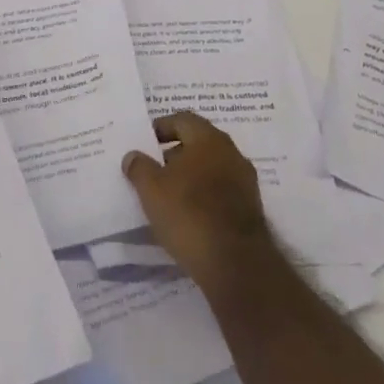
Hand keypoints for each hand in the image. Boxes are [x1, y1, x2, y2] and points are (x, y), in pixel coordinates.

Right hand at [122, 113, 278, 292]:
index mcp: (209, 139)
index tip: (145, 143)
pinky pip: (220, 192)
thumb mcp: (152, 189)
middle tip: (152, 170)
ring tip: (166, 196)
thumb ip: (139, 167)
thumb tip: (133, 155)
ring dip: (189, 177)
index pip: (182, 120)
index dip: (161, 128)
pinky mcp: (250, 209)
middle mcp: (232, 153)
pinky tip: (187, 216)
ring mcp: (245, 182)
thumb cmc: (189, 214)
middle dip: (174, 155)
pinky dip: (203, 197)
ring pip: (210, 169)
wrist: (235, 264)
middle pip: (198, 144)